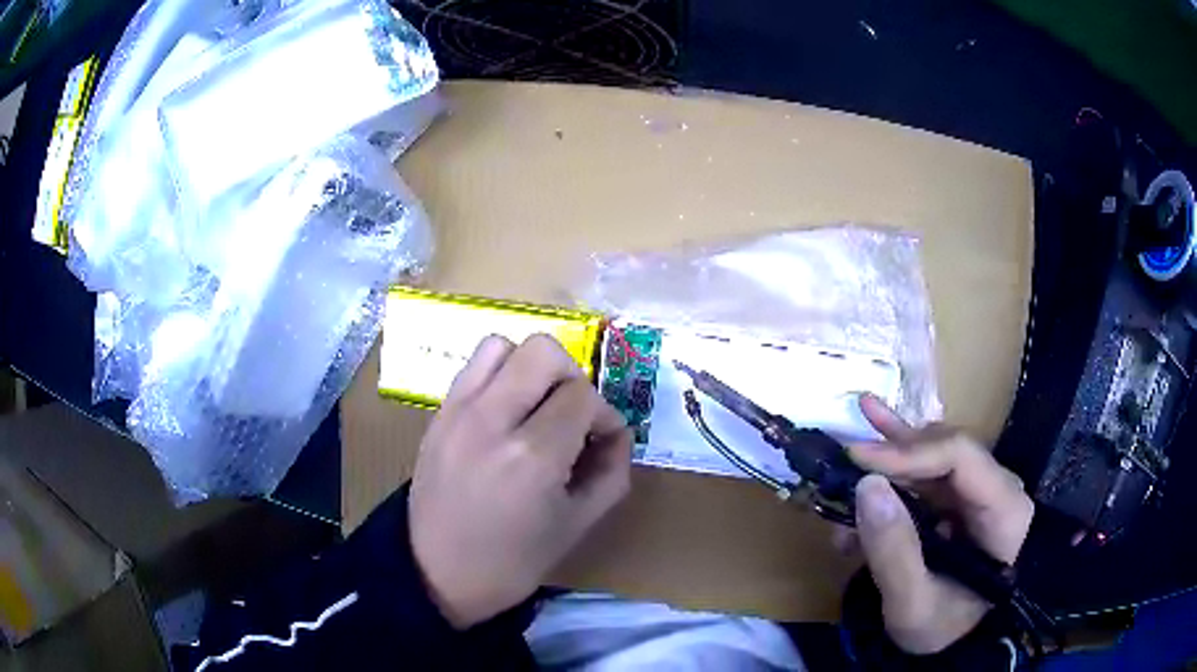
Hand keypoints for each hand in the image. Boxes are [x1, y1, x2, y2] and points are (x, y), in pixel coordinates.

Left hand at [409, 334, 632, 628]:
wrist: (437, 572)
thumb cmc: (514, 560)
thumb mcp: (578, 525)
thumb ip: (612, 471)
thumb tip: (619, 432)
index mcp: (532, 456)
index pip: (583, 395)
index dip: (604, 415)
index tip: (603, 441)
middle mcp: (491, 421)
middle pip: (543, 352)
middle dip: (571, 378)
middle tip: (571, 416)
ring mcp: (457, 412)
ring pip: (503, 345)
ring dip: (530, 369)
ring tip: (536, 407)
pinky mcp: (438, 413)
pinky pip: (473, 366)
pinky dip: (498, 375)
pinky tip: (506, 412)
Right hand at [846, 395, 1033, 654]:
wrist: (953, 644)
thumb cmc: (941, 629)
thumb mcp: (913, 604)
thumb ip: (894, 553)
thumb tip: (867, 487)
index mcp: (1004, 510)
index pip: (961, 457)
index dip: (909, 452)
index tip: (858, 460)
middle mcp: (995, 488)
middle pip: (945, 450)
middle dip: (895, 453)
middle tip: (847, 460)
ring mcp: (976, 491)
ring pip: (932, 455)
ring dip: (889, 453)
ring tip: (853, 437)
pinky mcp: (957, 500)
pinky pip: (925, 471)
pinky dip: (894, 459)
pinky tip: (875, 420)